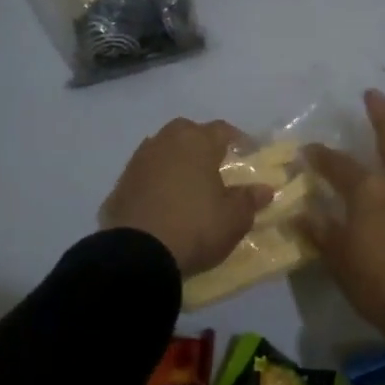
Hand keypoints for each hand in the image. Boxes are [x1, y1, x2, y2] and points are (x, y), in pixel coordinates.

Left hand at [101, 118, 273, 275]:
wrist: (137, 254)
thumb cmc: (195, 227)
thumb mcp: (234, 218)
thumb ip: (249, 199)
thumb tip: (265, 189)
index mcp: (197, 143)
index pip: (222, 130)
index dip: (238, 140)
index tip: (248, 154)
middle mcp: (166, 142)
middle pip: (187, 132)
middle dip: (201, 143)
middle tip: (214, 164)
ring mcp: (139, 162)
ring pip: (162, 149)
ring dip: (175, 160)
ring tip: (187, 183)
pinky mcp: (119, 185)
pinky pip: (144, 174)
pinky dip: (155, 181)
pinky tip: (162, 201)